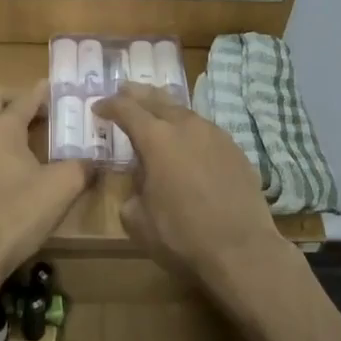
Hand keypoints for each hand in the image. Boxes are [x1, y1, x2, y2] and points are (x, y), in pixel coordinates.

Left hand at [0, 82, 92, 274]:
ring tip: (10, 131)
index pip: (26, 98)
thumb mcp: (63, 188)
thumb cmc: (20, 213)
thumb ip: (83, 167)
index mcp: (4, 127)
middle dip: (12, 99)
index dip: (43, 93)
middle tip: (33, 112)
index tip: (55, 89)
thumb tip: (96, 161)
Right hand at [94, 84, 284, 289]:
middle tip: (124, 90)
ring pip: (184, 111)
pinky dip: (189, 128)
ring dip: (165, 108)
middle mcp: (186, 126)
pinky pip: (205, 129)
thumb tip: (140, 184)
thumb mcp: (139, 220)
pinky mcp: (235, 149)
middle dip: (137, 94)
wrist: (242, 249)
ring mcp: (214, 134)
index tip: (98, 108)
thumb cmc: (182, 236)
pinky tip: (188, 140)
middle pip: (157, 98)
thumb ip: (132, 192)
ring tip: (156, 111)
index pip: (126, 109)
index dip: (109, 106)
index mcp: (156, 139)